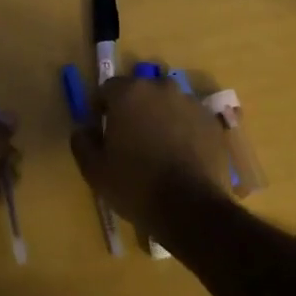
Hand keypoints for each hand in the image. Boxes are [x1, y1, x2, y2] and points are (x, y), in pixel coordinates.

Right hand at [70, 77, 229, 233]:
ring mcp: (191, 103)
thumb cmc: (135, 185)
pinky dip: (182, 130)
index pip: (108, 88)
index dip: (101, 108)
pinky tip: (180, 156)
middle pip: (141, 92)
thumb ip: (82, 142)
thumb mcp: (95, 170)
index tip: (101, 130)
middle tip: (129, 138)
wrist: (191, 208)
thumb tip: (83, 129)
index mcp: (130, 93)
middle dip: (133, 109)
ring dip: (159, 117)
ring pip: (167, 104)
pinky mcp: (212, 122)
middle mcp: (162, 88)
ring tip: (157, 148)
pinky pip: (189, 119)